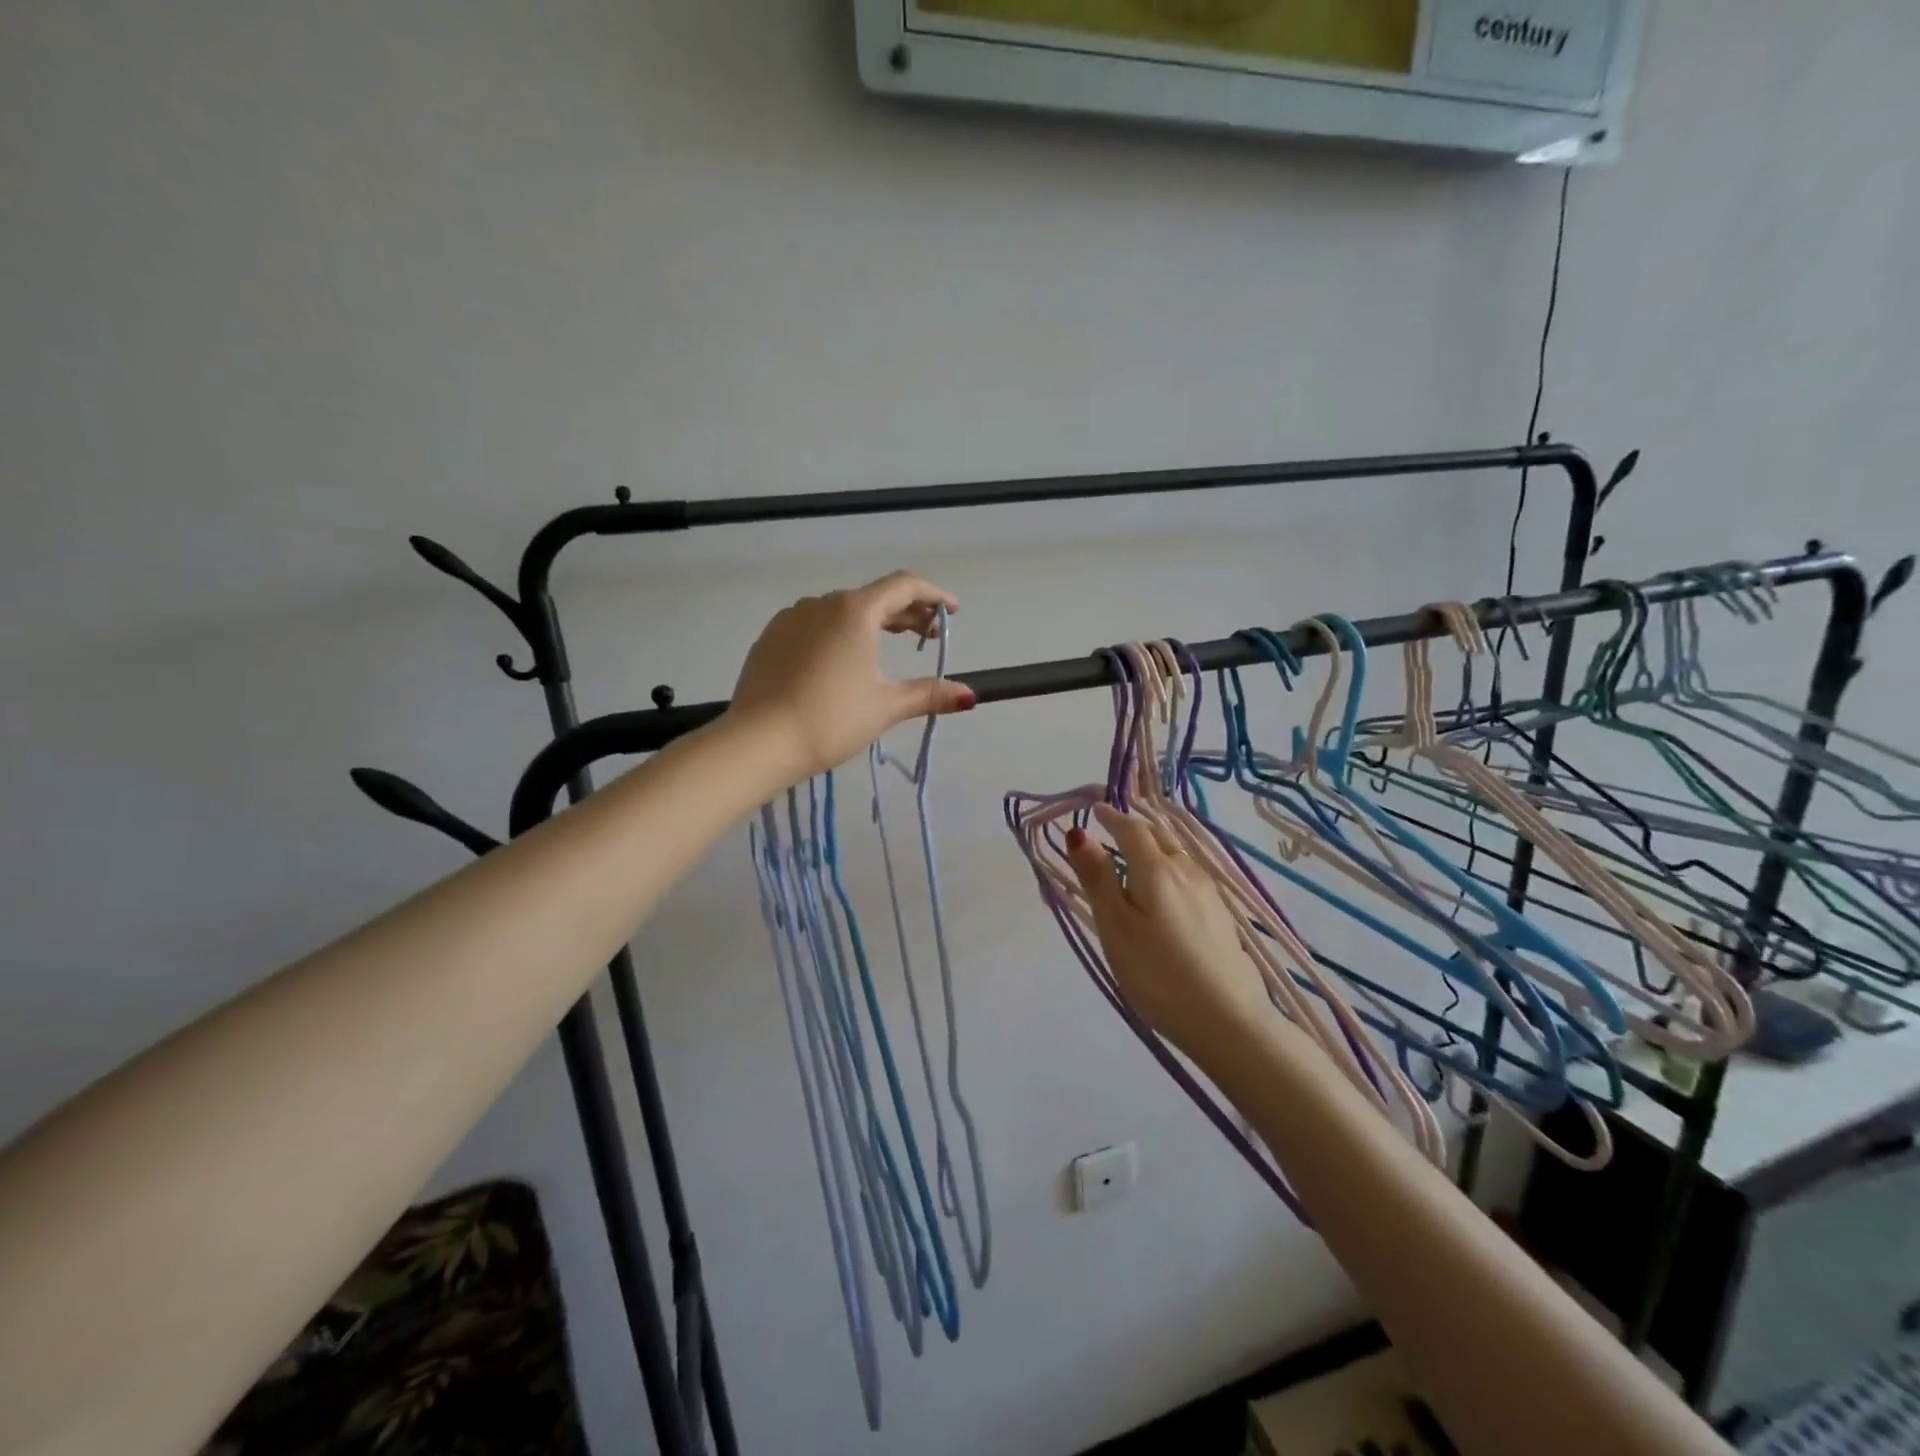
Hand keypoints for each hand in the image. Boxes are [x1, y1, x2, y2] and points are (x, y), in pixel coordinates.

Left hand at [726, 571, 974, 780]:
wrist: (757, 742)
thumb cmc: (830, 720)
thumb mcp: (886, 707)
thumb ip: (929, 695)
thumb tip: (969, 695)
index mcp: (855, 611)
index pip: (904, 586)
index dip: (934, 596)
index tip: (953, 612)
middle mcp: (822, 603)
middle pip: (874, 597)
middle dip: (906, 613)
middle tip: (927, 637)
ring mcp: (791, 617)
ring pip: (843, 610)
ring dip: (872, 623)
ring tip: (887, 648)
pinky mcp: (771, 637)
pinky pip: (815, 624)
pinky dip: (840, 632)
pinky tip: (842, 661)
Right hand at [1066, 805, 1271, 1064]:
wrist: (1229, 1021)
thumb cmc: (1158, 974)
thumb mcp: (1116, 928)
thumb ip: (1098, 879)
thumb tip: (1079, 833)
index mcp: (1157, 870)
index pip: (1131, 829)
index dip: (1111, 817)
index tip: (1095, 810)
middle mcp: (1187, 871)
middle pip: (1159, 837)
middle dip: (1134, 827)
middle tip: (1113, 827)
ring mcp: (1210, 893)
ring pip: (1177, 855)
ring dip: (1155, 846)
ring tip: (1136, 855)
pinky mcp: (1222, 916)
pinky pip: (1189, 875)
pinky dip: (1170, 867)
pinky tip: (1168, 888)